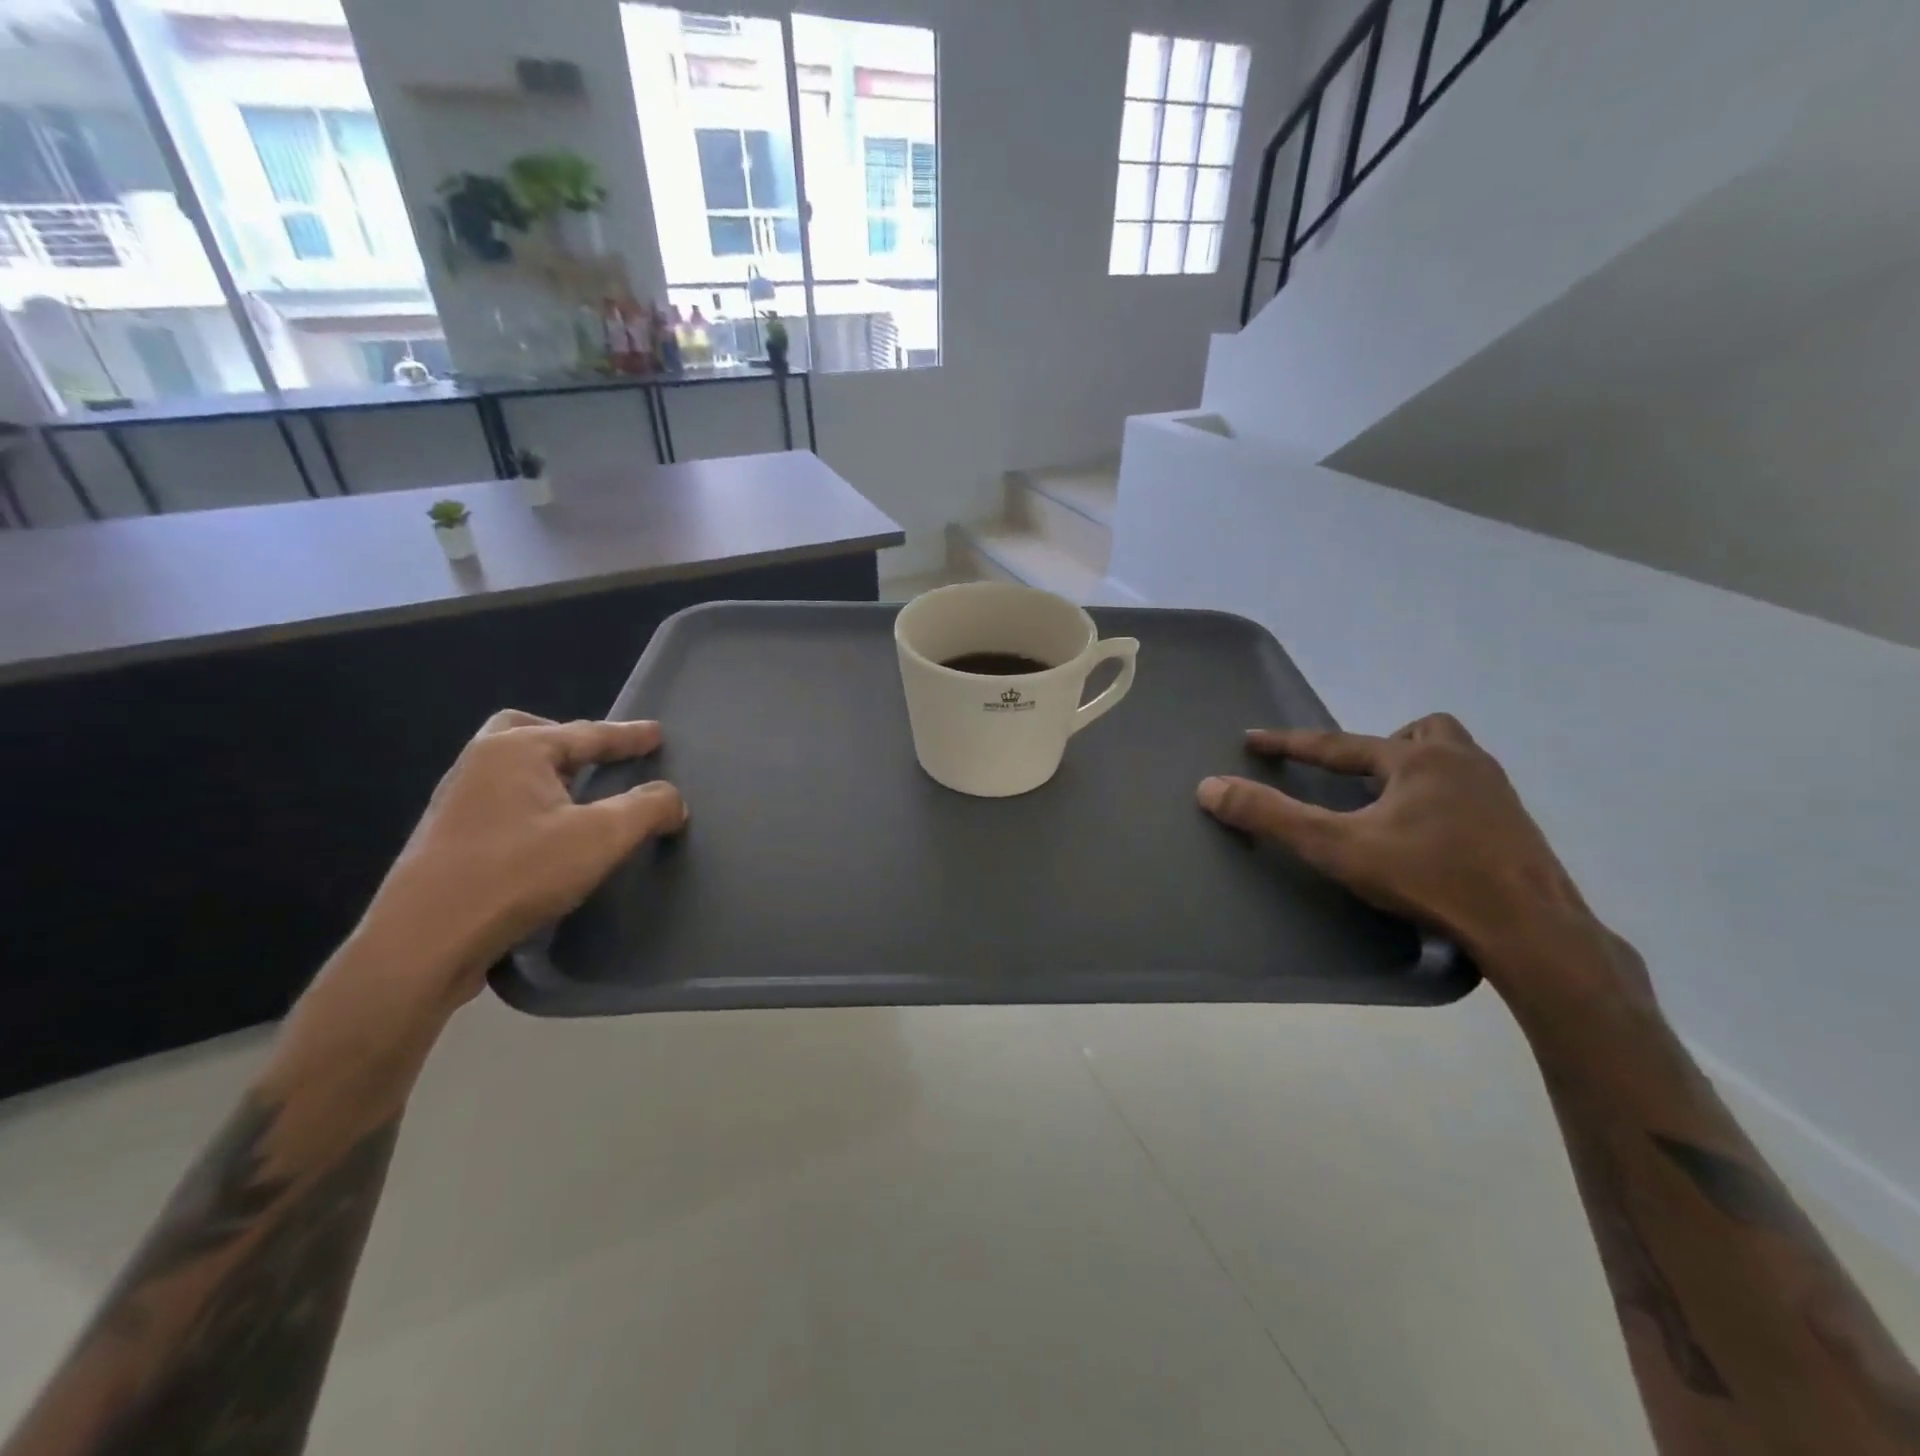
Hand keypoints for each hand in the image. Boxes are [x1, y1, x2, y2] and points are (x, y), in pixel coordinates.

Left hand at [348, 711, 686, 1017]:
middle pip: (530, 732)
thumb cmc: (518, 874)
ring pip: (511, 768)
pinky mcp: (447, 838)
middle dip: (570, 741)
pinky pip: (500, 800)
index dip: (629, 736)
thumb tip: (672, 799)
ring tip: (580, 797)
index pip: (587, 733)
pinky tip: (546, 834)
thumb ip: (646, 809)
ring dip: (549, 773)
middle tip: (600, 759)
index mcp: (516, 750)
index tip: (657, 734)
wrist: (424, 942)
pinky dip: (530, 802)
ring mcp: (456, 801)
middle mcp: (480, 763)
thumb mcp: (601, 838)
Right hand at [1196, 713, 1625, 1015]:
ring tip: (1391, 808)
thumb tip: (1209, 787)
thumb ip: (1271, 816)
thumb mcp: (1337, 847)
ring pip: (1453, 758)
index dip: (1289, 744)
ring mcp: (1498, 794)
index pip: (1337, 743)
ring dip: (1416, 771)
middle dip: (1382, 748)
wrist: (1532, 930)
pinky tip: (1431, 838)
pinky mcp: (1518, 827)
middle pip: (1419, 733)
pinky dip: (1442, 800)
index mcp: (1418, 760)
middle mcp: (1463, 764)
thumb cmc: (1429, 878)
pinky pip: (1472, 791)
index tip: (1252, 740)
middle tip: (1359, 781)